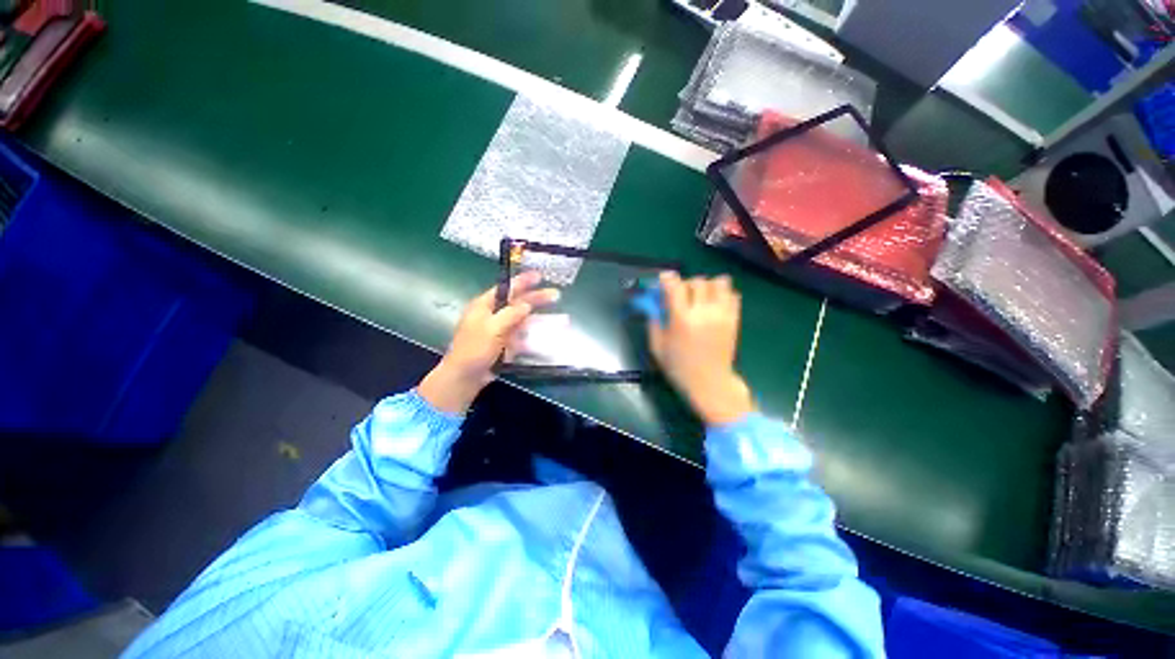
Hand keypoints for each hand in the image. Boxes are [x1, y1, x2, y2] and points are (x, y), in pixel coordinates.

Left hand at [419, 272, 558, 413]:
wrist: (465, 377)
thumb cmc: (474, 349)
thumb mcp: (492, 328)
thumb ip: (511, 314)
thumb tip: (527, 304)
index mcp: (485, 306)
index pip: (507, 289)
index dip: (523, 281)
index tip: (539, 276)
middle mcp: (494, 316)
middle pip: (518, 304)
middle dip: (537, 299)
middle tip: (556, 295)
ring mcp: (501, 331)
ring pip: (525, 321)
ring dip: (542, 320)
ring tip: (562, 319)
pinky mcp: (506, 345)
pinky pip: (524, 338)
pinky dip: (536, 337)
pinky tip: (550, 338)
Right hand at [648, 272, 754, 425]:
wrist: (710, 383)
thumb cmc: (679, 367)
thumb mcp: (657, 347)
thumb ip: (653, 323)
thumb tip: (653, 305)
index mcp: (681, 319)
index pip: (675, 287)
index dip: (668, 278)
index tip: (664, 278)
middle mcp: (703, 312)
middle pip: (698, 281)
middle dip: (687, 283)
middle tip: (682, 294)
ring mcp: (721, 315)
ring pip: (719, 283)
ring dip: (708, 285)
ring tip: (702, 296)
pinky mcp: (734, 320)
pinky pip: (733, 295)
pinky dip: (723, 294)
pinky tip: (715, 304)